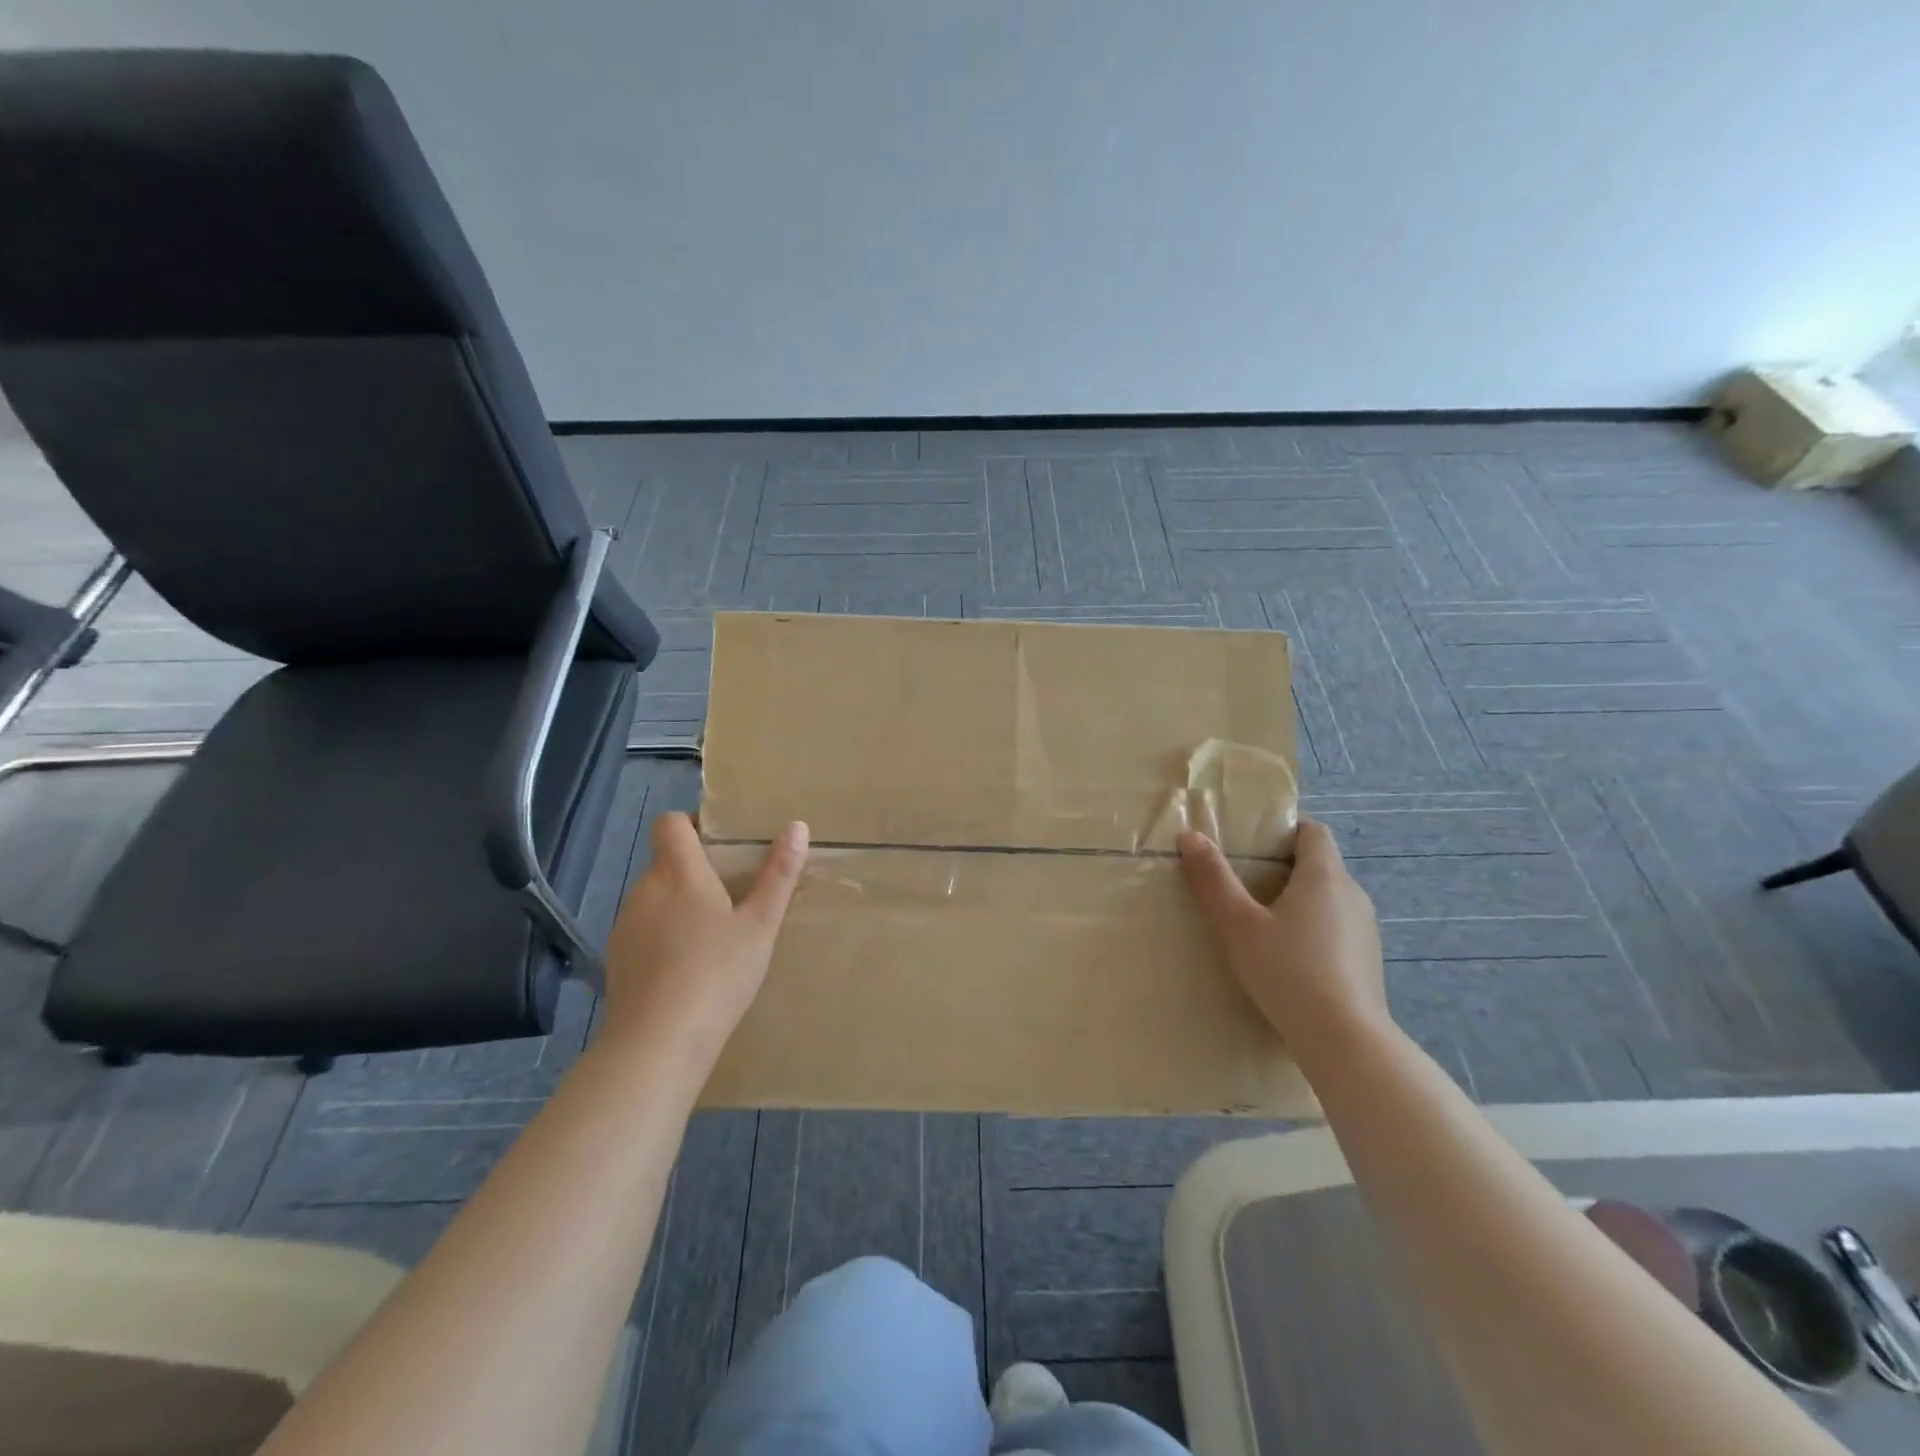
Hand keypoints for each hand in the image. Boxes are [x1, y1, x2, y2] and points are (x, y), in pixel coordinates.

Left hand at [601, 812, 808, 1063]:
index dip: (692, 824)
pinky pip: (644, 929)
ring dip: (679, 903)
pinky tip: (687, 967)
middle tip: (734, 894)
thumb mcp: (761, 925)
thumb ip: (778, 874)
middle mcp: (645, 889)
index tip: (722, 844)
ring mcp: (626, 925)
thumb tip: (797, 826)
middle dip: (695, 870)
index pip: (671, 823)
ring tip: (714, 935)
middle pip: (666, 861)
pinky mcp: (617, 959)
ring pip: (655, 897)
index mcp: (679, 873)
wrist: (658, 1043)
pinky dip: (663, 935)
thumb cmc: (717, 973)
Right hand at [1178, 817, 1388, 1048]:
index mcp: (1324, 876)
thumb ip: (1214, 880)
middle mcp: (1352, 894)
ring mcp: (1365, 929)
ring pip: (1328, 898)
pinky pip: (1336, 928)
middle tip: (1243, 884)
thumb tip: (1190, 836)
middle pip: (1319, 864)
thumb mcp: (1239, 924)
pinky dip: (1313, 930)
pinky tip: (1287, 959)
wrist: (1346, 1041)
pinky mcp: (1367, 960)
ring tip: (1261, 923)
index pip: (1313, 831)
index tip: (1253, 845)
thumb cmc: (1288, 972)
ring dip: (1298, 901)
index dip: (1285, 830)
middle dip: (1283, 867)